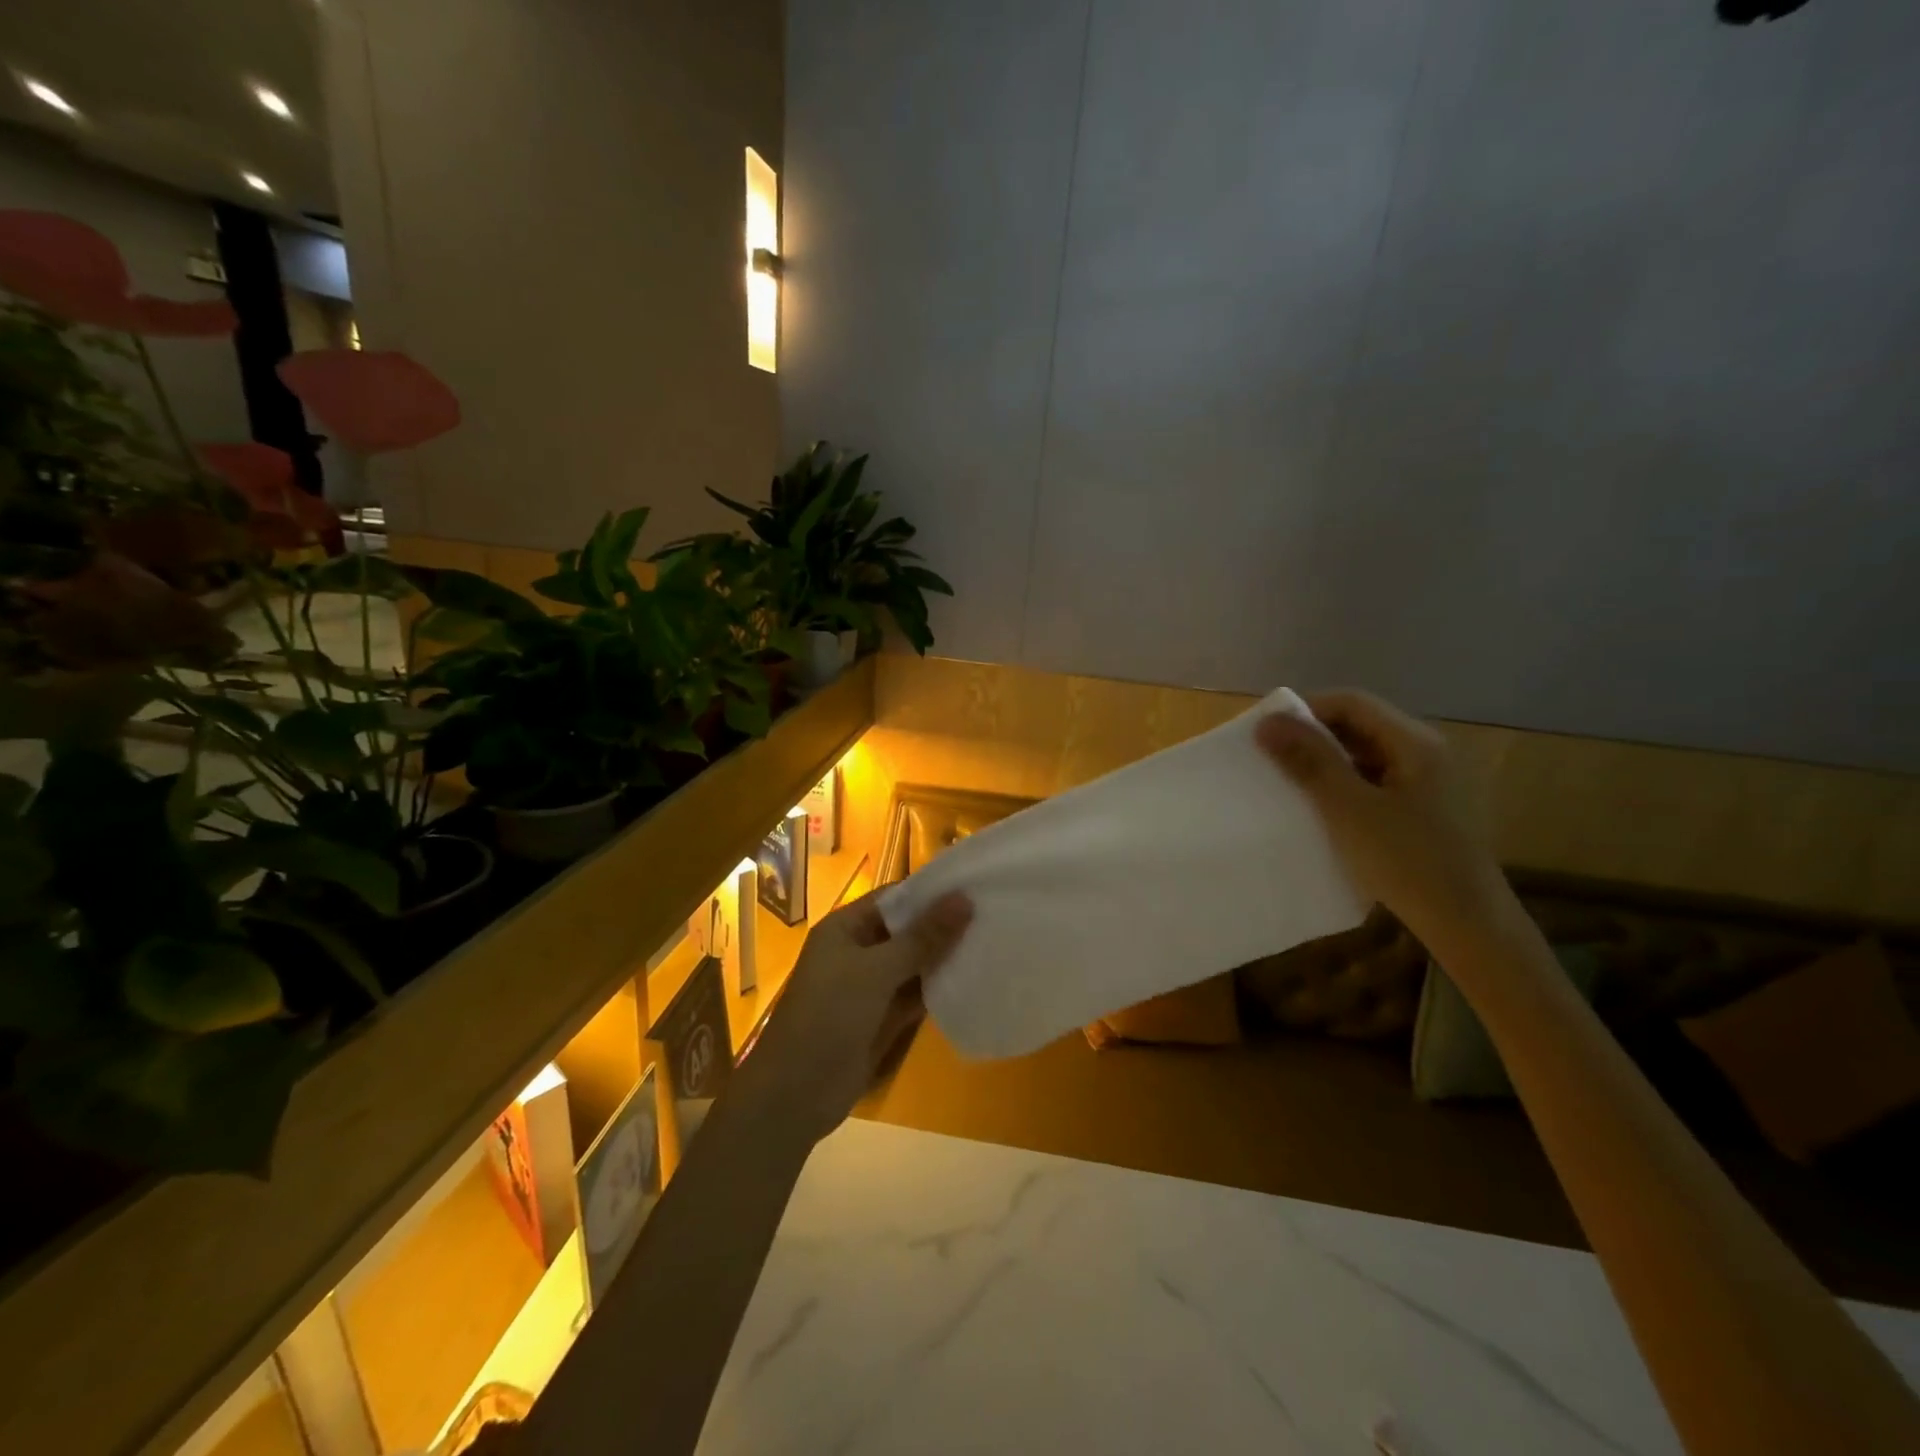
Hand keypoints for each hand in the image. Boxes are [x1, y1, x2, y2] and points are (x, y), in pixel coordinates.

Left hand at [737, 889, 971, 1147]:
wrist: (796, 1092)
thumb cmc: (830, 1014)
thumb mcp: (877, 969)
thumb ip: (923, 937)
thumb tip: (964, 898)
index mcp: (845, 928)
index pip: (893, 898)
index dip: (930, 893)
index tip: (974, 886)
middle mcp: (856, 952)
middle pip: (905, 931)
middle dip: (942, 926)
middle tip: (993, 914)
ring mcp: (869, 988)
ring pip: (913, 965)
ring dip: (943, 959)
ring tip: (992, 943)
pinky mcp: (881, 1020)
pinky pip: (914, 997)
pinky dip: (937, 990)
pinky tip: (973, 981)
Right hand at [1256, 689, 1514, 953]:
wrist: (1468, 925)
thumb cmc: (1407, 861)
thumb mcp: (1348, 809)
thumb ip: (1310, 761)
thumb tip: (1268, 722)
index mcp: (1415, 743)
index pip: (1351, 703)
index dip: (1304, 710)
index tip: (1266, 735)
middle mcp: (1425, 753)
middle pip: (1359, 726)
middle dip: (1312, 737)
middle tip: (1270, 759)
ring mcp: (1427, 783)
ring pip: (1365, 755)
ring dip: (1325, 763)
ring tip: (1288, 785)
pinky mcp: (1422, 810)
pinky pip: (1373, 782)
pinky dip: (1342, 786)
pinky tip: (1321, 810)